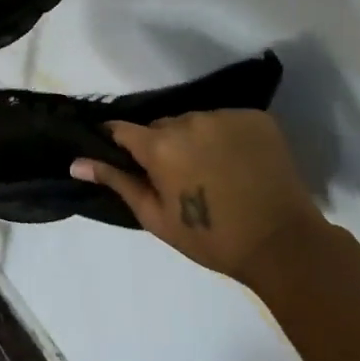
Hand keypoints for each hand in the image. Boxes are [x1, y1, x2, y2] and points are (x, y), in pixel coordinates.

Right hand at [70, 110, 328, 284]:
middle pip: (160, 126)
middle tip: (176, 177)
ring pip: (193, 122)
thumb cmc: (210, 238)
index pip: (122, 130)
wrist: (283, 244)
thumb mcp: (155, 216)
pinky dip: (224, 136)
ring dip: (192, 139)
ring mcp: (225, 116)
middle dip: (160, 145)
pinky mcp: (256, 118)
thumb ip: (117, 182)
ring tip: (209, 170)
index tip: (124, 160)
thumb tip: (76, 162)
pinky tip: (235, 161)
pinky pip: (225, 120)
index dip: (119, 143)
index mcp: (159, 145)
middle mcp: (189, 121)